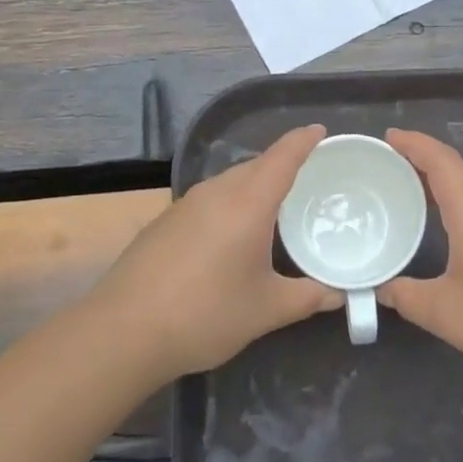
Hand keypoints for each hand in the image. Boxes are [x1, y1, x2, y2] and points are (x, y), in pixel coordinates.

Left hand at [90, 124, 337, 378]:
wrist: (123, 332)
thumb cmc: (205, 313)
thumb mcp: (266, 310)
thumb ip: (308, 297)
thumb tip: (340, 295)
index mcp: (247, 203)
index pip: (282, 158)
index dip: (303, 141)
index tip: (320, 130)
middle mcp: (215, 193)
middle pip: (255, 165)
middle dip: (282, 164)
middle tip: (309, 177)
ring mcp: (184, 206)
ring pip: (229, 182)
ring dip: (254, 185)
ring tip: (275, 205)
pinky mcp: (164, 222)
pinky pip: (208, 200)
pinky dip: (230, 204)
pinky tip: (232, 233)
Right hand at [381, 129, 462, 391]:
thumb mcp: (445, 313)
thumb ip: (405, 296)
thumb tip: (381, 288)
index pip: (441, 161)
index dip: (413, 144)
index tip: (388, 138)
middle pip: (457, 172)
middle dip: (421, 165)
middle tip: (386, 173)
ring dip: (442, 189)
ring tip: (411, 200)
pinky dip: (460, 209)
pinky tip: (449, 233)